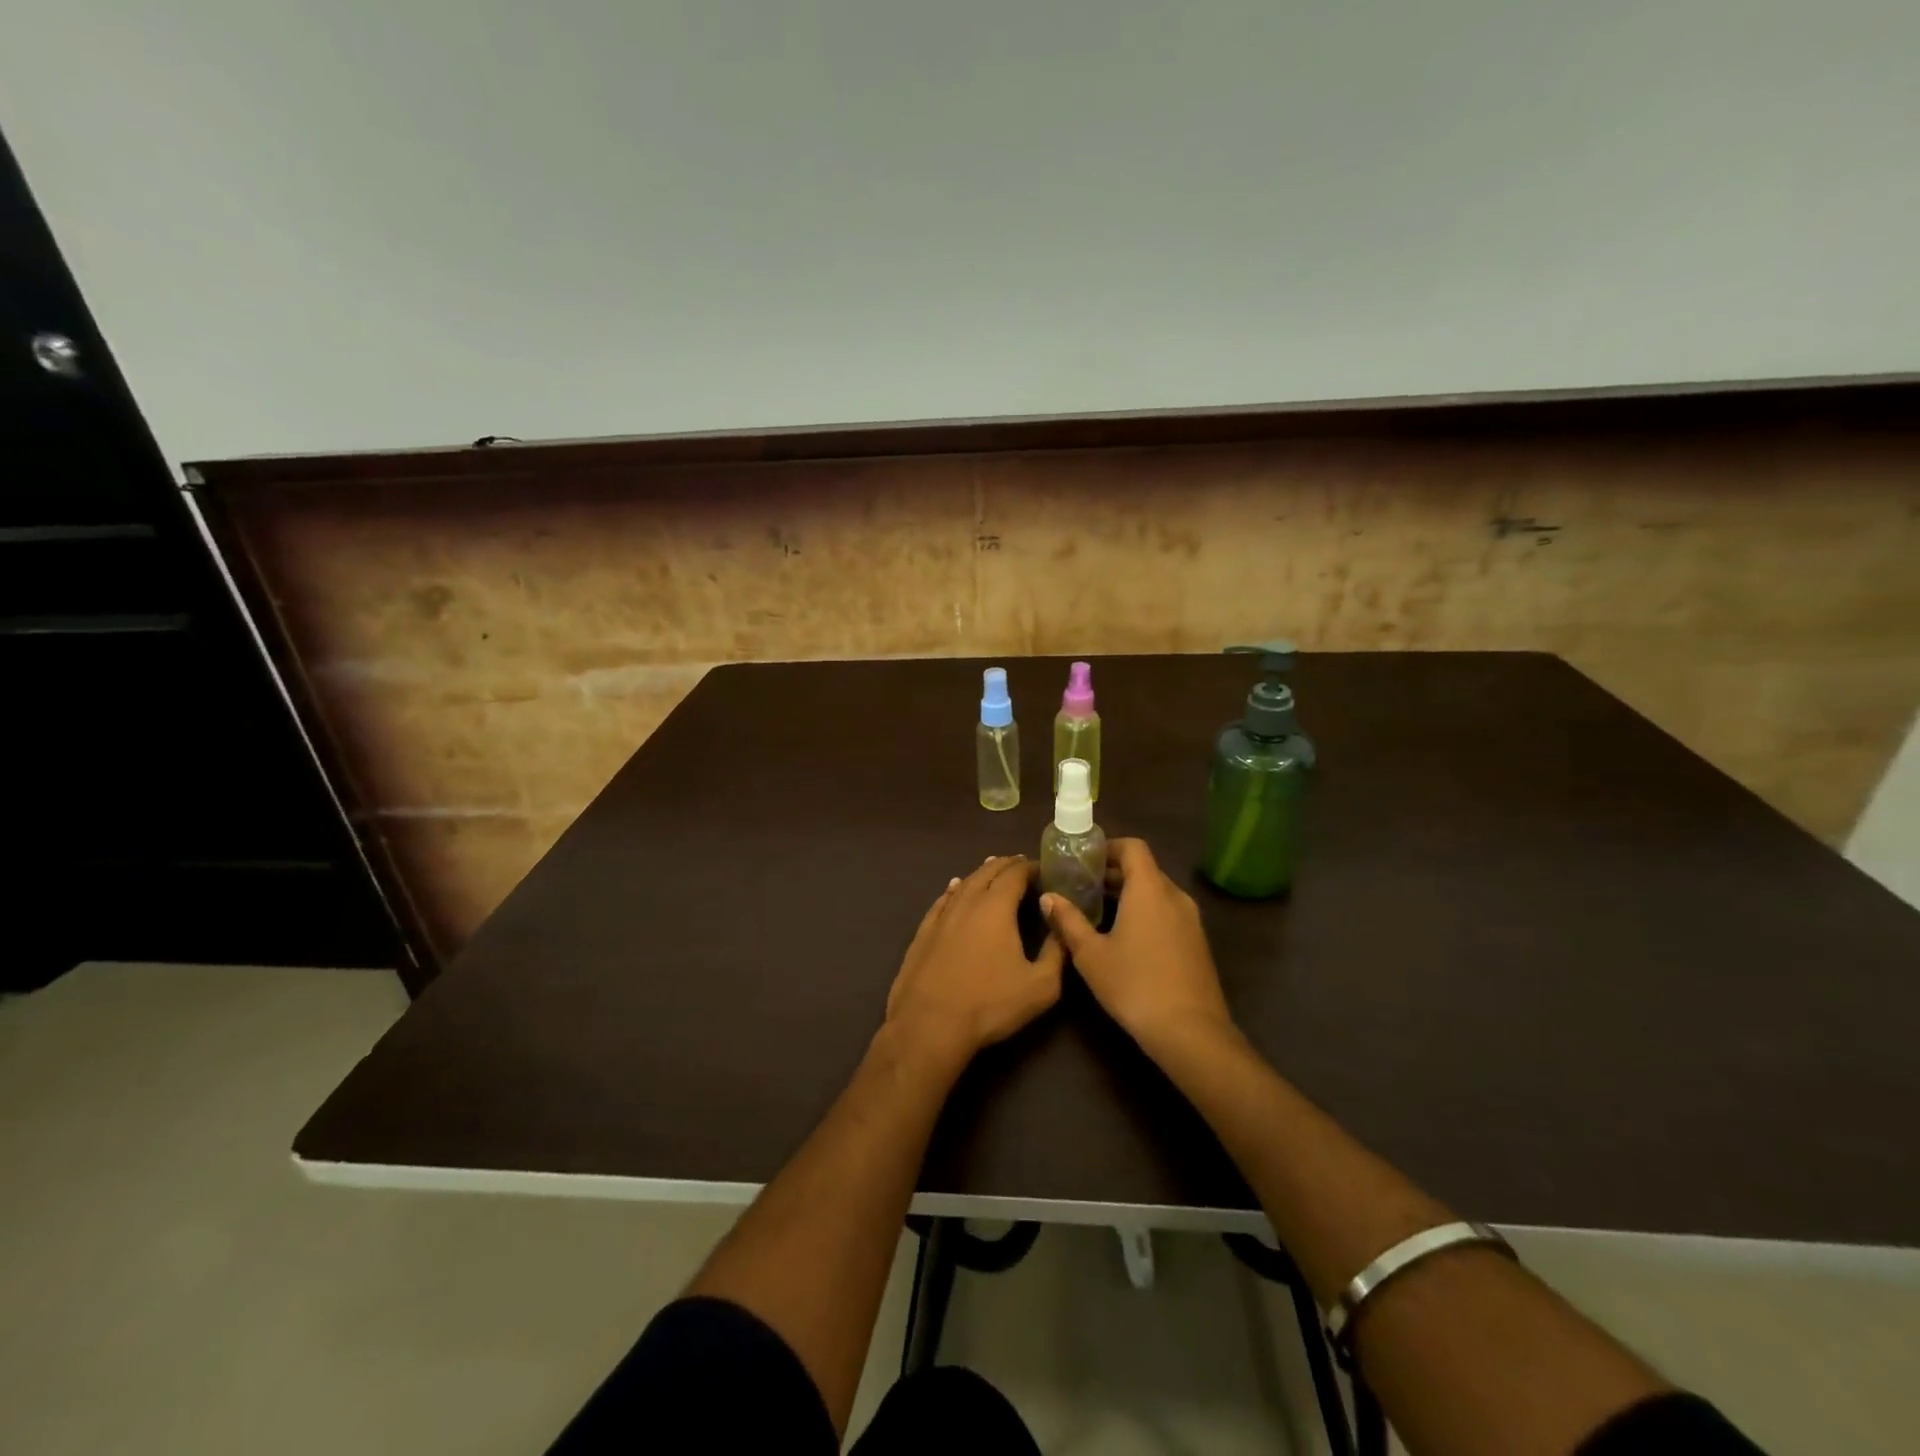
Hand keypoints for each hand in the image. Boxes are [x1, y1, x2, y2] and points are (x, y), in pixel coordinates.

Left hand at [886, 855, 1064, 1058]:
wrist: (930, 1024)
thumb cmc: (989, 1004)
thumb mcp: (1040, 986)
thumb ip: (1056, 952)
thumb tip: (1063, 927)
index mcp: (996, 907)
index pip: (1014, 874)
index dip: (1029, 867)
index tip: (1042, 867)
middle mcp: (967, 902)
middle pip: (987, 872)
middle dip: (1005, 865)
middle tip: (1019, 863)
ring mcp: (941, 916)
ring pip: (964, 883)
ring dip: (980, 873)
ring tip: (991, 868)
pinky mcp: (923, 932)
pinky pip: (942, 900)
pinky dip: (954, 890)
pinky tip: (954, 889)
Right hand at [1040, 838, 1233, 1051]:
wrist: (1190, 1032)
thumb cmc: (1134, 985)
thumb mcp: (1091, 954)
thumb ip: (1068, 921)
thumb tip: (1048, 896)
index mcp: (1149, 889)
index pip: (1133, 847)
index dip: (1108, 847)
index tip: (1084, 861)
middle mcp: (1174, 896)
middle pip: (1144, 869)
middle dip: (1113, 873)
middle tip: (1082, 887)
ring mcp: (1191, 920)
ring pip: (1157, 892)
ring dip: (1130, 894)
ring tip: (1099, 912)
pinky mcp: (1197, 943)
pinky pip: (1168, 912)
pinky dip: (1146, 912)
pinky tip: (1126, 938)